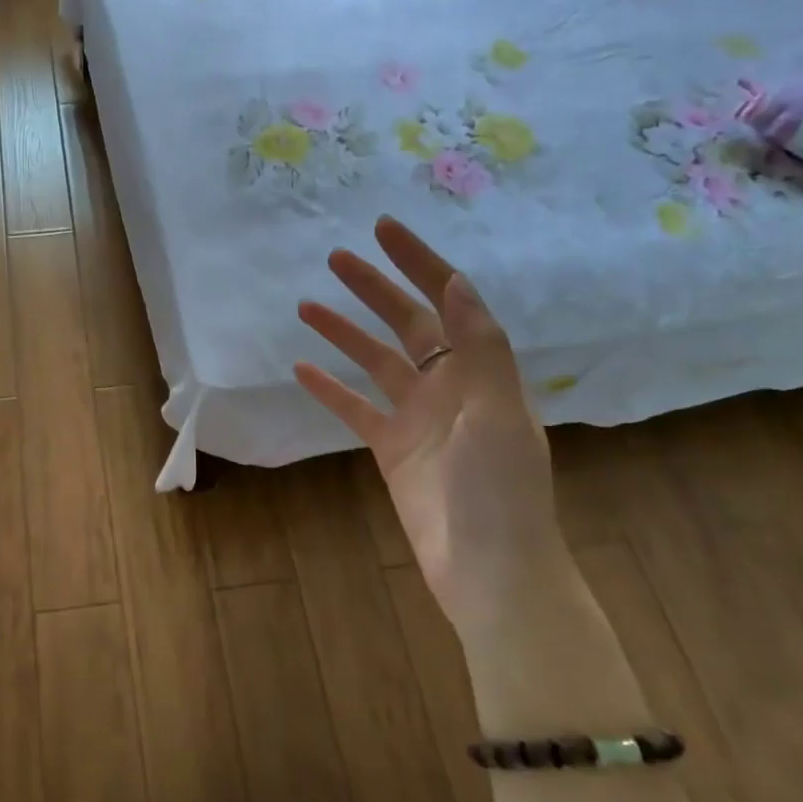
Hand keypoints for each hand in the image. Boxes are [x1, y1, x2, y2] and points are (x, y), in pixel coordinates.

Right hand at [293, 216, 568, 637]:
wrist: (489, 572)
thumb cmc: (500, 492)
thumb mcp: (497, 413)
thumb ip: (479, 349)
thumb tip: (455, 283)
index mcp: (482, 373)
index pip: (449, 302)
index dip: (420, 263)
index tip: (385, 229)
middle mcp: (450, 387)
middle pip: (408, 324)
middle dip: (375, 289)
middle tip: (336, 258)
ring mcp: (418, 418)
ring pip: (375, 362)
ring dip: (344, 333)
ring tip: (306, 305)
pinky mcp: (392, 450)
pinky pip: (355, 409)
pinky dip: (331, 389)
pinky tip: (302, 369)